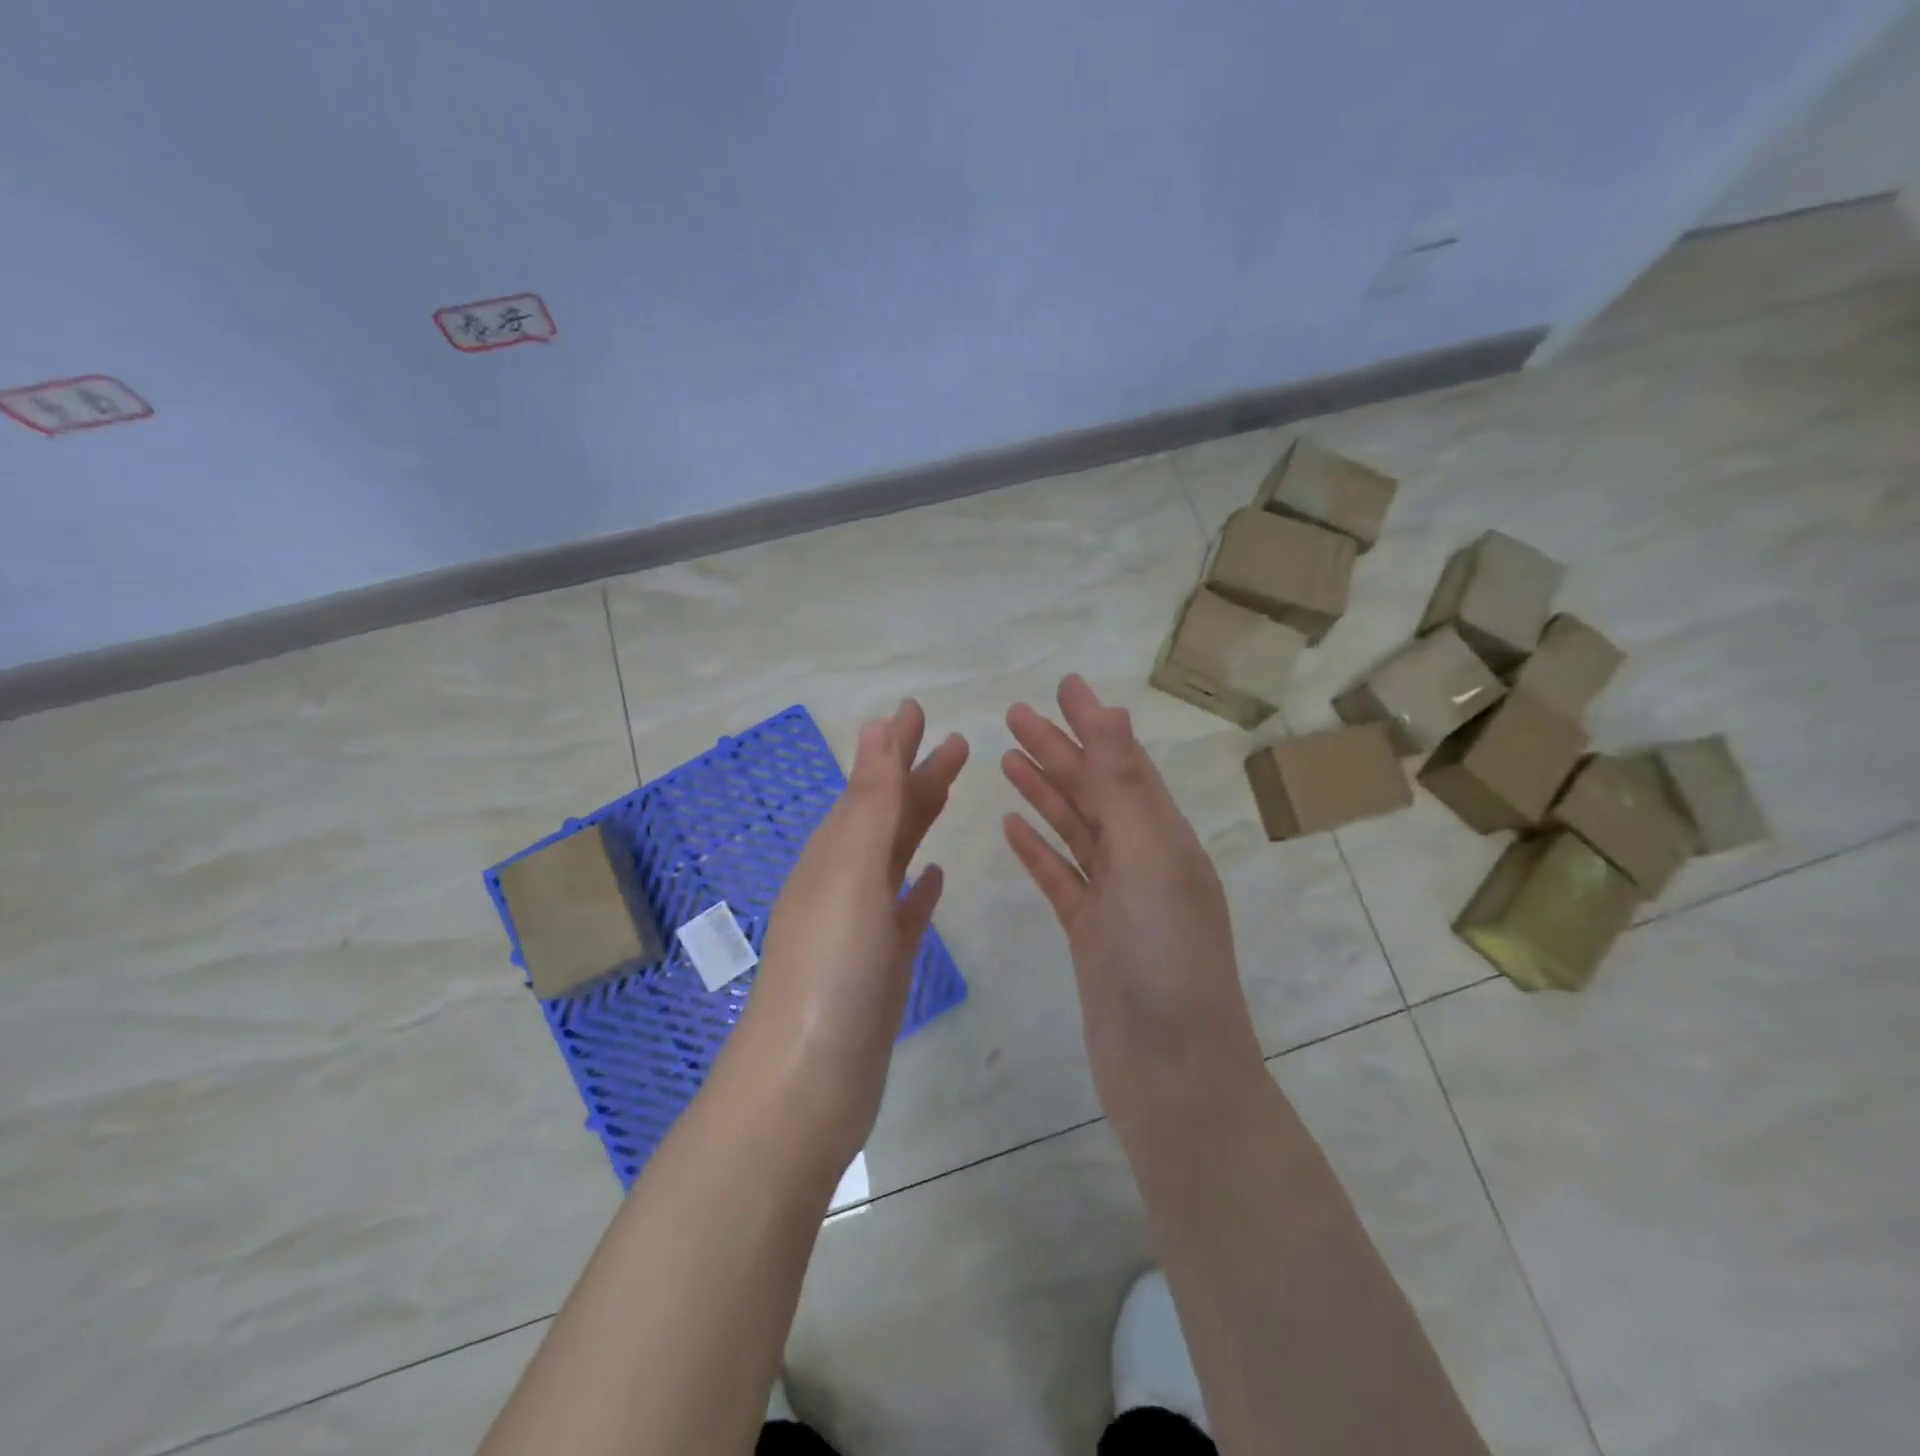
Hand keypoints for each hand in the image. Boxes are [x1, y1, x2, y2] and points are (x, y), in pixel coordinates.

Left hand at [730, 700, 967, 1161]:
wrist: (809, 1080)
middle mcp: (842, 881)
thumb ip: (870, 800)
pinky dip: (919, 889)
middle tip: (956, 742)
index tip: (918, 708)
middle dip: (917, 775)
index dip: (894, 745)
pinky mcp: (880, 966)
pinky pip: (904, 912)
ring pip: (897, 857)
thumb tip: (876, 725)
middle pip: (887, 815)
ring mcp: (861, 926)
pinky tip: (936, 878)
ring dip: (920, 821)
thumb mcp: (851, 870)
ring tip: (948, 791)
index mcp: (833, 853)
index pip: (870, 783)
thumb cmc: (831, 967)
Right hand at [1001, 675, 1262, 1127]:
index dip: (1094, 723)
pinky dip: (1039, 848)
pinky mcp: (1090, 933)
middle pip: (1094, 792)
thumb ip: (1125, 789)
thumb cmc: (1166, 960)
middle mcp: (1144, 860)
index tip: (1063, 685)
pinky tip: (1012, 826)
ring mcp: (1116, 898)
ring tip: (1008, 759)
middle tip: (1014, 714)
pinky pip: (1061, 877)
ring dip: (1044, 791)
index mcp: (1166, 838)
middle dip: (1057, 749)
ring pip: (1074, 830)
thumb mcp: (1150, 861)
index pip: (1125, 764)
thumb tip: (1114, 713)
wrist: (1171, 1072)